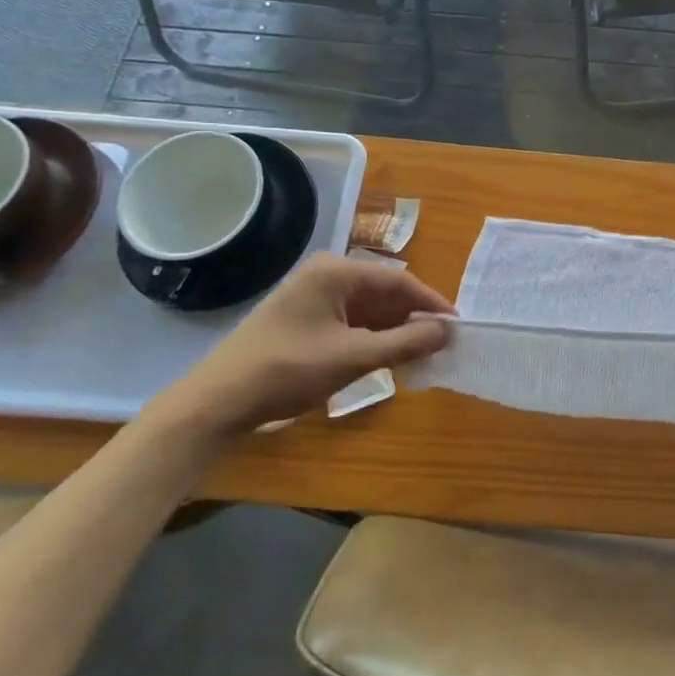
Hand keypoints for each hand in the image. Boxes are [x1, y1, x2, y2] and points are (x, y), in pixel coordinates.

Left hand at [151, 255, 453, 438]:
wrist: (216, 403)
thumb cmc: (287, 371)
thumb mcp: (353, 358)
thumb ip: (405, 342)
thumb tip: (448, 331)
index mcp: (336, 272)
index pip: (399, 282)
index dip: (431, 304)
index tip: (458, 327)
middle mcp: (326, 276)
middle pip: (385, 294)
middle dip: (413, 319)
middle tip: (442, 345)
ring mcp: (313, 297)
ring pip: (369, 310)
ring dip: (394, 332)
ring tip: (422, 356)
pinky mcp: (304, 320)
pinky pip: (351, 322)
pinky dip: (372, 339)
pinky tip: (388, 359)